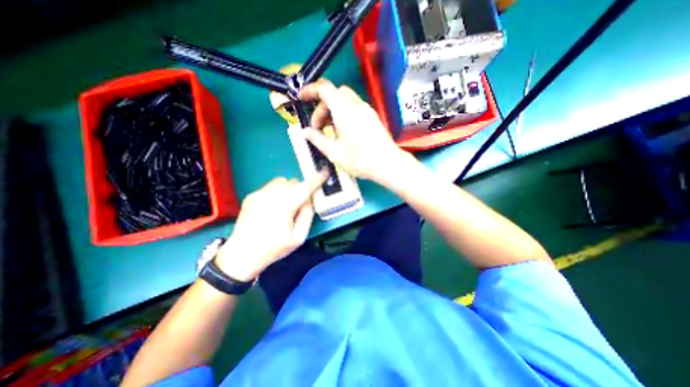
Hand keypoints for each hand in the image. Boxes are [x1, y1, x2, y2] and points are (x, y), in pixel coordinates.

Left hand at [217, 172, 326, 280]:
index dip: (316, 179)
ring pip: (282, 181)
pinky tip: (273, 207)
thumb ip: (307, 216)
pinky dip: (278, 191)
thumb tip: (308, 200)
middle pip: (293, 182)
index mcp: (284, 206)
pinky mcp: (251, 195)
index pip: (305, 188)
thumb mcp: (298, 238)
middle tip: (299, 205)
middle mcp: (271, 195)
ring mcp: (259, 193)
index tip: (324, 173)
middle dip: (301, 189)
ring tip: (286, 205)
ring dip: (289, 188)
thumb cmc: (273, 248)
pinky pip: (271, 186)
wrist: (242, 254)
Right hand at [299, 78, 410, 182]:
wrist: (388, 164)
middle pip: (334, 94)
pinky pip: (354, 108)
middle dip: (322, 106)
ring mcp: (366, 110)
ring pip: (344, 100)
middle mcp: (356, 105)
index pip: (324, 89)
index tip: (301, 98)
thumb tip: (305, 132)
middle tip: (317, 126)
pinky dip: (343, 114)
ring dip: (332, 110)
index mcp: (345, 111)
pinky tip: (342, 132)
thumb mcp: (334, 153)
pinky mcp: (372, 117)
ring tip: (328, 131)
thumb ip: (317, 140)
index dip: (310, 90)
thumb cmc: (360, 160)